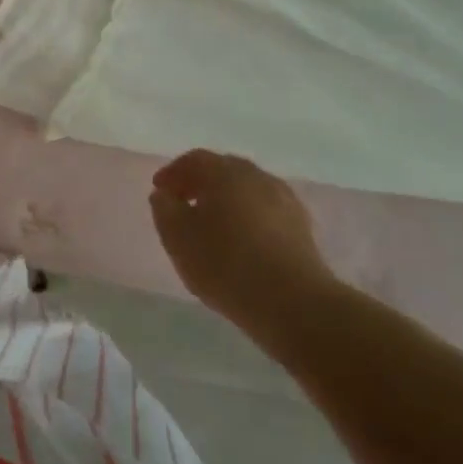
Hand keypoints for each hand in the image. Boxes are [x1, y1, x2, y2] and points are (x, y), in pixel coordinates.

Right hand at [149, 150, 337, 331]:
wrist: (294, 303)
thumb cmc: (225, 263)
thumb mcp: (176, 236)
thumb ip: (164, 208)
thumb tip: (165, 194)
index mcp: (226, 172)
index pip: (194, 160)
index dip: (173, 173)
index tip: (159, 191)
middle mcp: (258, 177)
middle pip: (224, 171)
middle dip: (201, 183)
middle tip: (183, 203)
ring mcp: (285, 202)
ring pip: (248, 192)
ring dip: (227, 201)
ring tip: (212, 226)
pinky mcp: (303, 229)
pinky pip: (266, 212)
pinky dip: (249, 218)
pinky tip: (241, 242)